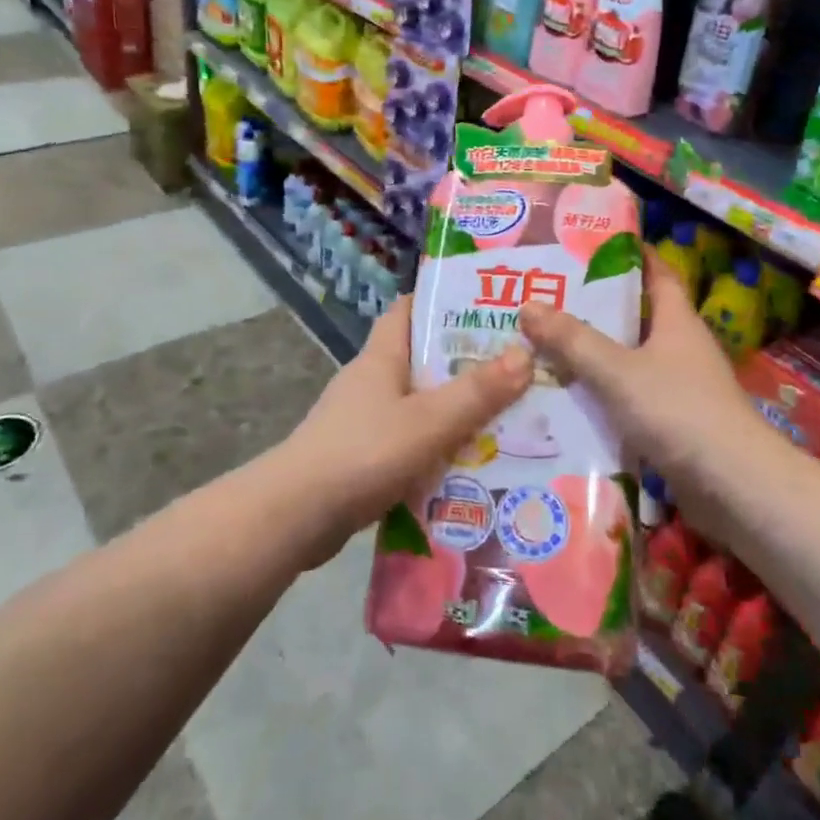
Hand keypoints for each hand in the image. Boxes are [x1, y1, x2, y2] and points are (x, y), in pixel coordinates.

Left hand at [278, 297, 532, 563]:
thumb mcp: (428, 421)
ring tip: (507, 417)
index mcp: (381, 357)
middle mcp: (371, 381)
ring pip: (419, 404)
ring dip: (455, 410)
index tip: (489, 307)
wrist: (295, 517)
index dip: (444, 302)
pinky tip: (469, 465)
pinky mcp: (361, 456)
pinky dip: (437, 447)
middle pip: (422, 359)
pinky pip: (409, 441)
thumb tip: (525, 353)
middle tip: (517, 367)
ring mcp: (363, 420)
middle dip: (466, 362)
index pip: (409, 310)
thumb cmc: (363, 453)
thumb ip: (476, 392)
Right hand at [518, 253, 754, 475]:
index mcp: (676, 320)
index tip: (590, 242)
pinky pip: (629, 396)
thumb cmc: (679, 411)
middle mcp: (680, 346)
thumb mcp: (618, 371)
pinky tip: (567, 397)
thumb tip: (528, 306)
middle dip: (595, 306)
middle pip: (635, 315)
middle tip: (546, 296)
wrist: (734, 487)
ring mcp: (679, 386)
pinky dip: (602, 393)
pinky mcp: (673, 422)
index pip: (656, 271)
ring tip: (544, 344)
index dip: (630, 252)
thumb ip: (573, 341)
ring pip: (628, 358)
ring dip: (594, 353)